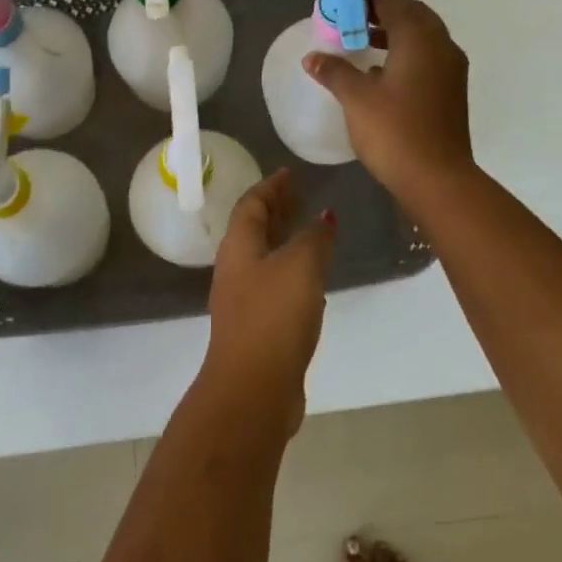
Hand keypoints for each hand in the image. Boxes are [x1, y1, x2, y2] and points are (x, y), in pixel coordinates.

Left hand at [202, 169, 335, 434]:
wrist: (253, 389)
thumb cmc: (274, 316)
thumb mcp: (300, 266)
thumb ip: (314, 238)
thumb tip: (324, 217)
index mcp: (239, 247)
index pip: (251, 204)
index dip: (271, 186)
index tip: (290, 173)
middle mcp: (236, 269)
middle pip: (255, 229)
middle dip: (276, 210)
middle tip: (300, 196)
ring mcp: (244, 301)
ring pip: (265, 258)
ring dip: (285, 241)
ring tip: (311, 232)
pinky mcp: (258, 328)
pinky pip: (275, 286)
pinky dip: (293, 272)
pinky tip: (312, 280)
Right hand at [304, 0, 473, 203]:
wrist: (438, 179)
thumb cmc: (395, 132)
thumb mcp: (356, 99)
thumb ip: (334, 72)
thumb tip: (313, 57)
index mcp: (419, 37)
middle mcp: (440, 44)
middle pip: (410, 12)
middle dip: (380, 8)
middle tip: (350, 12)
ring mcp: (450, 68)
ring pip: (420, 35)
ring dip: (391, 31)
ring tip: (359, 37)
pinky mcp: (450, 89)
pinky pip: (425, 56)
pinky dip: (403, 52)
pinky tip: (379, 70)